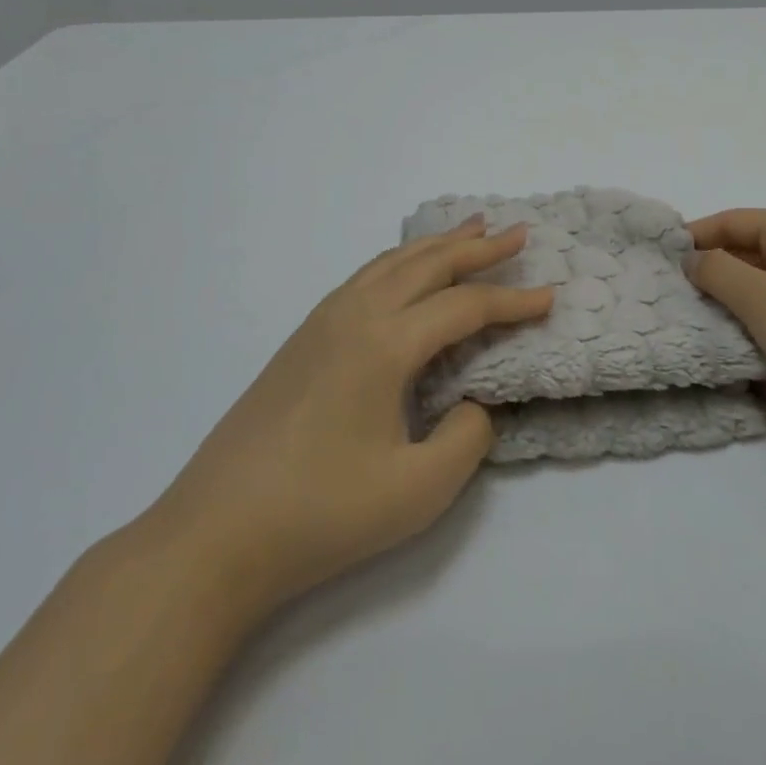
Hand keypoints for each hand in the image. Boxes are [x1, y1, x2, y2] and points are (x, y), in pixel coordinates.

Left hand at [146, 216, 550, 617]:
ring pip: (390, 264)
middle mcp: (354, 315)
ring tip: (470, 230)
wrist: (215, 534)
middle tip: (517, 233)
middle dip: (477, 247)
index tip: (551, 297)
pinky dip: (399, 264)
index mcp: (385, 343)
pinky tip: (406, 274)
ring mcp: (321, 323)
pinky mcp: (301, 341)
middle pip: (427, 265)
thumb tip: (470, 404)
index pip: (464, 307)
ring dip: (435, 246)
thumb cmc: (322, 514)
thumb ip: (465, 438)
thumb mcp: (418, 490)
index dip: (512, 302)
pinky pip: (364, 279)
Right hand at [685, 207, 765, 495]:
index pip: (733, 221)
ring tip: (744, 371)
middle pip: (747, 265)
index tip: (659, 261)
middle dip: (720, 299)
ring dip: (748, 340)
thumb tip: (692, 258)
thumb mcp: (761, 300)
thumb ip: (717, 272)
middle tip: (690, 321)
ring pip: (763, 308)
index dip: (695, 237)